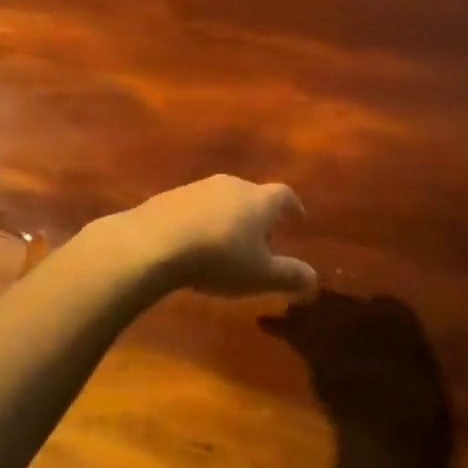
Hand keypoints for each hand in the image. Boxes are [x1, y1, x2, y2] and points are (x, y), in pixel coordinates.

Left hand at [109, 176, 317, 297]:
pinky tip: (194, 243)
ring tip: (227, 241)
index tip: (298, 219)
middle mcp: (232, 185)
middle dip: (260, 214)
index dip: (293, 207)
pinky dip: (202, 221)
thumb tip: (316, 281)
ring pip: (223, 199)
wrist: (152, 243)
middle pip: (253, 194)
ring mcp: (198, 188)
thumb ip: (290, 276)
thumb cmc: (218, 258)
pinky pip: (195, 207)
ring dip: (229, 216)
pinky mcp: (169, 197)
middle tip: (263, 235)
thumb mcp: (260, 275)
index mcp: (260, 200)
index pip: (285, 195)